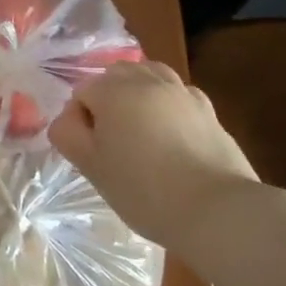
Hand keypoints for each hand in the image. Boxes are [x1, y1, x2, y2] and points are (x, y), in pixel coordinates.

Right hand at [48, 62, 259, 240]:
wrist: (217, 210)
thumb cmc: (144, 190)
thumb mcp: (91, 167)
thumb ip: (68, 135)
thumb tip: (68, 120)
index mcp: (113, 90)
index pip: (82, 92)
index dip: (79, 121)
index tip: (91, 153)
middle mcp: (146, 80)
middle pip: (115, 75)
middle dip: (108, 99)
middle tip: (112, 141)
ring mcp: (181, 92)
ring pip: (149, 75)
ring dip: (138, 94)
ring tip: (139, 129)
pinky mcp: (208, 110)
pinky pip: (178, 94)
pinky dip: (168, 104)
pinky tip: (171, 134)